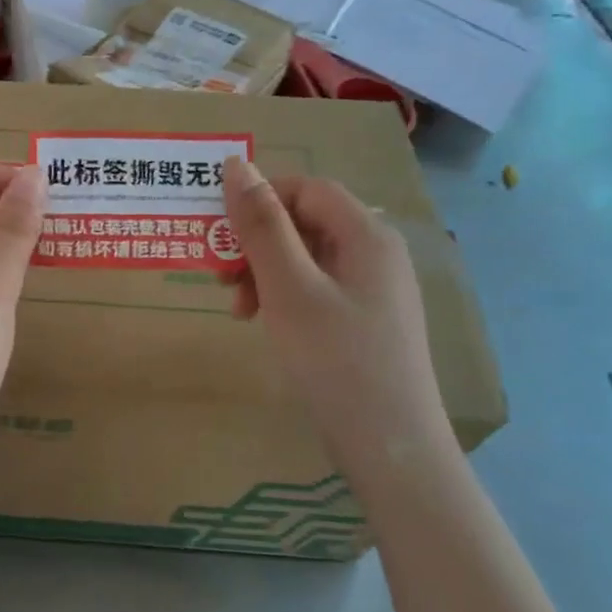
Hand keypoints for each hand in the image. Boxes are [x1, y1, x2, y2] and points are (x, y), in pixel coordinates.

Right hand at [223, 156, 452, 479]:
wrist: (391, 447)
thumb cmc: (335, 360)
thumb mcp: (288, 288)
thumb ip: (261, 224)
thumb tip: (236, 164)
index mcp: (366, 234)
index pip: (306, 188)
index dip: (260, 201)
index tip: (221, 236)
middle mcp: (377, 252)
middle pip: (306, 221)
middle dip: (257, 243)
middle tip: (222, 280)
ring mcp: (375, 289)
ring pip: (307, 257)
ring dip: (265, 272)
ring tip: (240, 310)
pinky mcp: (368, 320)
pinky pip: (318, 287)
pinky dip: (284, 296)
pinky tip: (267, 324)